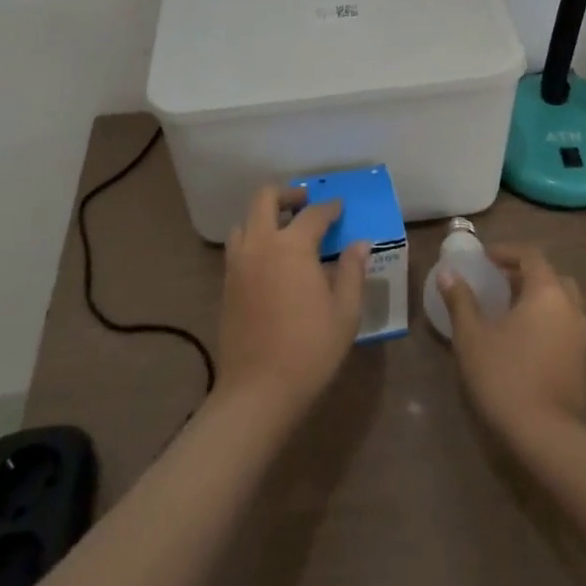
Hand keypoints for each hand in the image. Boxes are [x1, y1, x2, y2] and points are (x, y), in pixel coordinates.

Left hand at [217, 186, 370, 416]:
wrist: (258, 391)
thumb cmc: (309, 350)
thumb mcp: (344, 312)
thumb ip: (351, 272)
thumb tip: (359, 244)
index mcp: (292, 246)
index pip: (313, 214)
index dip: (329, 208)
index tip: (339, 208)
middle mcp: (260, 245)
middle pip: (265, 199)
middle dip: (286, 194)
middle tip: (305, 203)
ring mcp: (238, 264)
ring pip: (245, 221)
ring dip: (264, 216)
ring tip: (285, 230)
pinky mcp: (226, 284)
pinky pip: (238, 246)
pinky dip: (253, 239)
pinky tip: (270, 260)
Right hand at [439, 244, 585, 441]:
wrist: (543, 436)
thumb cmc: (503, 376)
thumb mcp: (472, 336)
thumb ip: (460, 300)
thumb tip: (447, 274)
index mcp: (547, 293)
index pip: (531, 257)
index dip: (507, 252)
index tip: (484, 258)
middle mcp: (570, 309)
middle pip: (552, 278)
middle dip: (526, 274)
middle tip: (499, 281)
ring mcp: (580, 338)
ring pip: (562, 303)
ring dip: (539, 299)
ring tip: (509, 309)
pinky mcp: (581, 364)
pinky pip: (565, 327)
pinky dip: (547, 321)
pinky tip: (523, 339)